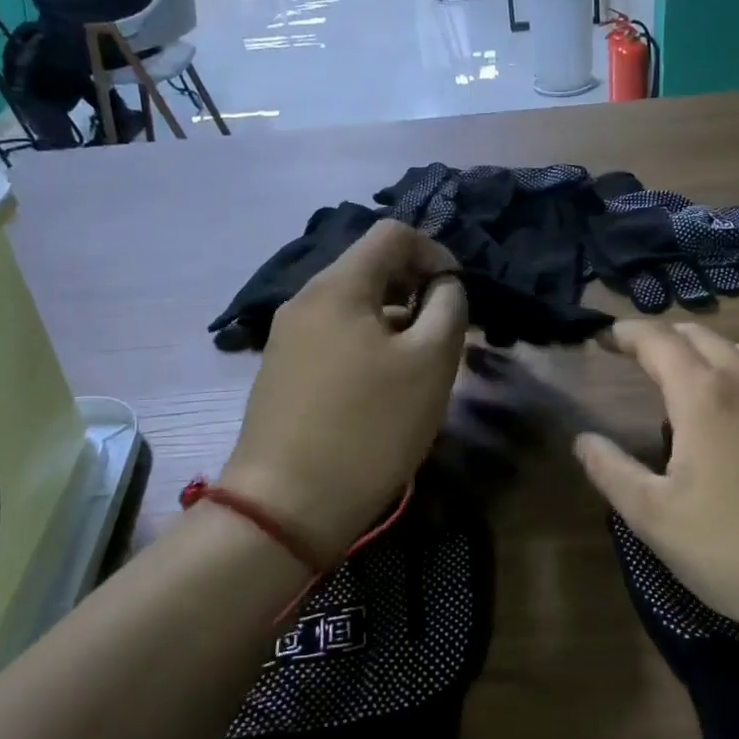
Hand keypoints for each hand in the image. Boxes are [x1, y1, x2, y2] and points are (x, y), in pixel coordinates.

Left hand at [220, 220, 467, 560]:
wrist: (287, 504)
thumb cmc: (370, 427)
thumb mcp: (431, 363)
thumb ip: (449, 309)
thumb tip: (444, 286)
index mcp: (338, 286)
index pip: (393, 234)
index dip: (435, 254)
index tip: (457, 297)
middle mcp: (305, 300)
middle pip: (370, 269)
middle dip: (415, 290)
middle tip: (442, 337)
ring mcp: (286, 337)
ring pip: (353, 307)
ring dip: (393, 322)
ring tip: (416, 369)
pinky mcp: (281, 373)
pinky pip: (334, 339)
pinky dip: (366, 347)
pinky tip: (379, 392)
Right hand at [572, 321, 738, 644]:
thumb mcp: (657, 519)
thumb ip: (612, 472)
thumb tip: (583, 440)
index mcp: (705, 396)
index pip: (658, 341)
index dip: (626, 333)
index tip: (604, 337)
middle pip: (703, 337)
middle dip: (666, 338)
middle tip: (640, 356)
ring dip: (709, 355)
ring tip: (690, 382)